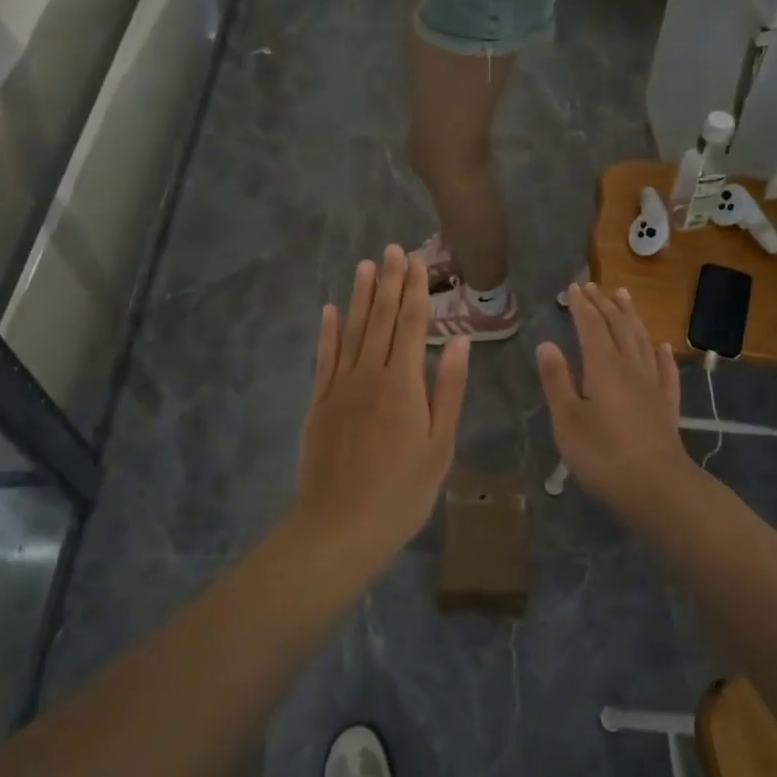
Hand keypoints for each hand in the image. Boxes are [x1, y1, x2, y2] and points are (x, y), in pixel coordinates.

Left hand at [294, 246, 470, 562]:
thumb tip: (458, 341)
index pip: (410, 324)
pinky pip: (324, 358)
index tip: (417, 261)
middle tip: (392, 248)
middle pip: (380, 318)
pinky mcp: (318, 403)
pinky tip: (329, 310)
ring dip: (359, 296)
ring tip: (365, 265)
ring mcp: (339, 387)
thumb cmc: (402, 491)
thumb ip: (449, 389)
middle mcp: (369, 374)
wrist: (340, 527)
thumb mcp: (440, 445)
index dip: (414, 290)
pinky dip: (327, 332)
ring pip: (351, 331)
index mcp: (403, 383)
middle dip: (388, 282)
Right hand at [536, 283, 692, 514]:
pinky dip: (661, 353)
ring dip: (631, 317)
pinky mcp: (667, 404)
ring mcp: (653, 384)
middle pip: (618, 327)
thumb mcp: (567, 419)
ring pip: (642, 340)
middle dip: (604, 304)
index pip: (590, 326)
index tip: (573, 288)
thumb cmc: (603, 454)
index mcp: (602, 366)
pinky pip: (665, 369)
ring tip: (624, 297)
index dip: (581, 306)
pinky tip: (662, 346)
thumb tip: (546, 344)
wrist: (658, 487)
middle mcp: (630, 366)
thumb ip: (556, 380)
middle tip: (593, 287)